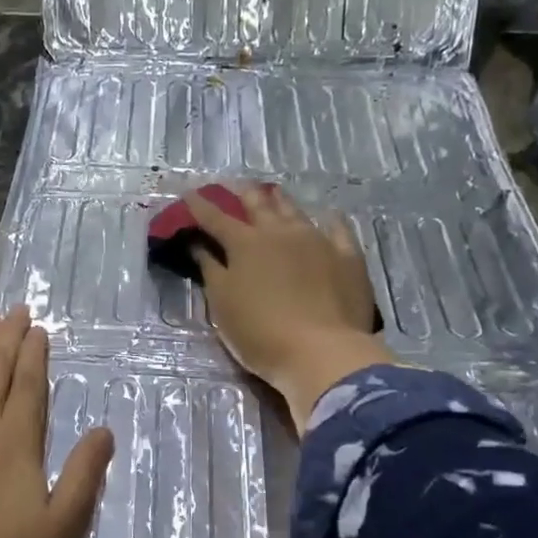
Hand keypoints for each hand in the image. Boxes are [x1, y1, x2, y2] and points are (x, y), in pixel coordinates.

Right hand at [183, 182, 398, 432]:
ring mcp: (317, 240)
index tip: (190, 194)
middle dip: (241, 193)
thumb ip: (210, 269)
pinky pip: (337, 229)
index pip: (215, 218)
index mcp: (245, 244)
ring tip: (271, 192)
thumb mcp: (223, 304)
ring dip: (279, 200)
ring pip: (294, 211)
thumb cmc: (260, 333)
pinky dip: (328, 221)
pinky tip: (327, 217)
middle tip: (232, 185)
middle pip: (257, 204)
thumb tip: (199, 244)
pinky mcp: (347, 257)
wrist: (322, 352)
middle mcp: (280, 232)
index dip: (200, 206)